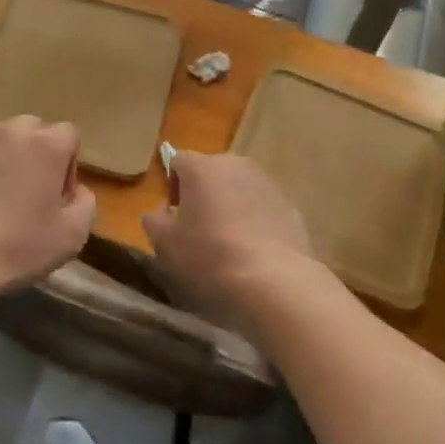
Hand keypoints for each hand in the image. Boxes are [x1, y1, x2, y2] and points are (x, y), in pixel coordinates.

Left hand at [0, 116, 95, 292]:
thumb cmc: (17, 245)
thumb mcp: (72, 235)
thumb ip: (85, 203)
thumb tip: (77, 191)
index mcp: (47, 144)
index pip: (69, 135)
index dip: (68, 166)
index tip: (57, 198)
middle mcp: (12, 131)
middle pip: (35, 131)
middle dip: (38, 155)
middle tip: (30, 194)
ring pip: (2, 140)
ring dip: (7, 160)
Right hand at [142, 153, 320, 327]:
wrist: (274, 282)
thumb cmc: (210, 257)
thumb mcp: (164, 244)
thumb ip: (154, 219)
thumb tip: (162, 212)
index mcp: (202, 167)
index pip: (177, 161)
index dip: (172, 187)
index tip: (175, 218)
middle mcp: (236, 165)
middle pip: (211, 173)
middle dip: (203, 196)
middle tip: (200, 232)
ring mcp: (267, 183)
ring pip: (239, 189)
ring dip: (231, 208)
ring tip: (230, 245)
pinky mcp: (290, 206)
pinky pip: (263, 208)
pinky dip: (255, 222)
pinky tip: (254, 253)